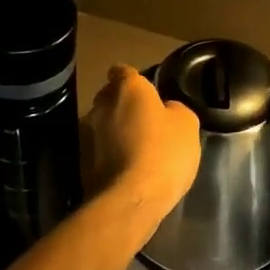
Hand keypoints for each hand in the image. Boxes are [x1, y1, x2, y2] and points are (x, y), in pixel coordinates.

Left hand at [88, 66, 200, 216]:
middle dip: (123, 105)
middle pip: (110, 97)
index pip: (123, 71)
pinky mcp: (82, 160)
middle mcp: (101, 105)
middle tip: (145, 121)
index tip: (146, 92)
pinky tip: (127, 168)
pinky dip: (110, 154)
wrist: (132, 198)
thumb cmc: (164, 152)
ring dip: (115, 131)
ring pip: (102, 123)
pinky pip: (99, 149)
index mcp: (127, 88)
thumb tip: (165, 110)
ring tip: (136, 148)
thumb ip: (174, 109)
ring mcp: (88, 133)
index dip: (133, 79)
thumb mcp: (187, 124)